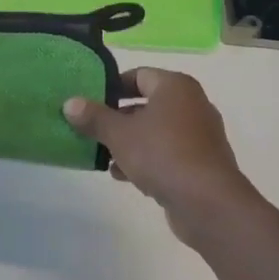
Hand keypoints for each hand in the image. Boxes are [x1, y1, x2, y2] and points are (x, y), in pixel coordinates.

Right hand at [64, 69, 256, 246]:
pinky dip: (146, 159)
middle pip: (146, 104)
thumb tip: (70, 103)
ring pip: (155, 131)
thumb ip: (94, 117)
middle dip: (117, 118)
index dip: (112, 86)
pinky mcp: (202, 163)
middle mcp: (192, 104)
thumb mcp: (119, 134)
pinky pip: (167, 153)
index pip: (138, 75)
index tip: (89, 100)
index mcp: (175, 87)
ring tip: (103, 155)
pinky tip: (123, 175)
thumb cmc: (162, 154)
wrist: (208, 204)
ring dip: (129, 142)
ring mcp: (200, 135)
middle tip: (91, 128)